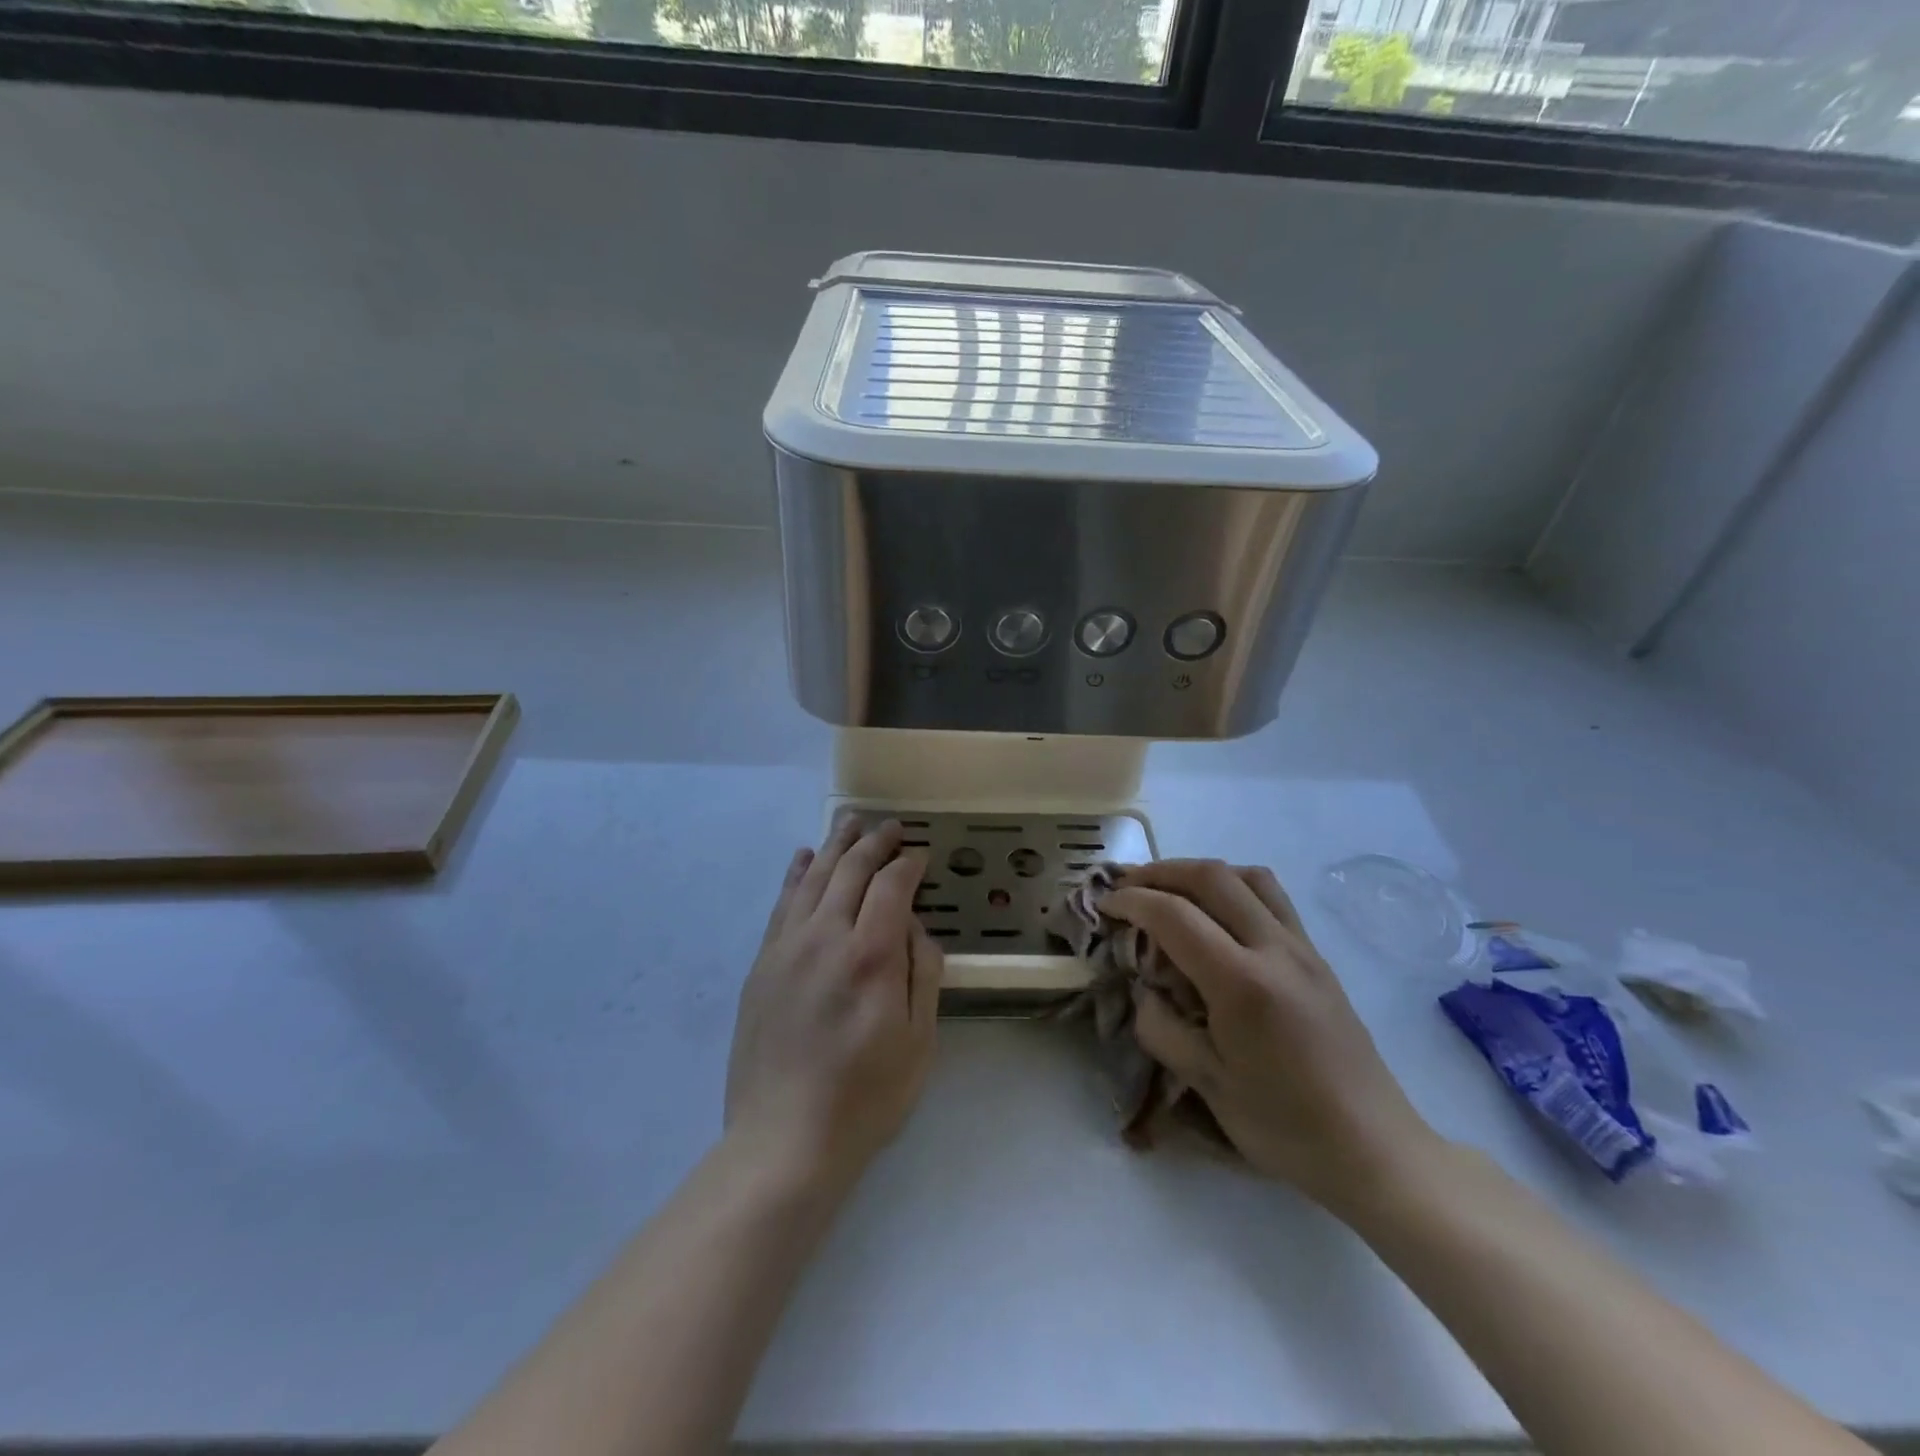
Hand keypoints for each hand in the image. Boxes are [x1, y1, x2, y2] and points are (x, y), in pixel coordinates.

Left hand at [725, 818, 941, 1193]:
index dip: (909, 864)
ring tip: (850, 822)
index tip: (921, 855)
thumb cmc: (865, 1096)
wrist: (784, 1140)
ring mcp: (787, 949)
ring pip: (813, 879)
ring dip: (835, 846)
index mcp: (870, 955)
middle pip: (851, 871)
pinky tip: (803, 858)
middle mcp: (825, 938)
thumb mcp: (919, 1040)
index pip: (892, 886)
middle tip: (891, 827)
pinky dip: (795, 875)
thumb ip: (923, 971)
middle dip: (874, 843)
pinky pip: (781, 905)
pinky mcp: (762, 966)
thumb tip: (913, 926)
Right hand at [1104, 861, 1441, 1212]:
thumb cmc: (1286, 1126)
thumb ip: (1162, 1029)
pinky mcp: (1317, 957)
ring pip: (1248, 876)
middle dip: (1160, 871)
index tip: (1104, 904)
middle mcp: (1275, 950)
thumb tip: (1144, 991)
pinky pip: (1272, 898)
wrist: (1374, 1149)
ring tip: (1170, 890)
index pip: (1175, 915)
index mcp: (1243, 984)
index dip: (1131, 901)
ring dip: (1200, 872)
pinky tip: (1216, 916)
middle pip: (1212, 876)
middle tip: (1127, 885)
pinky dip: (1233, 886)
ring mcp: (1302, 948)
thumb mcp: (1208, 1085)